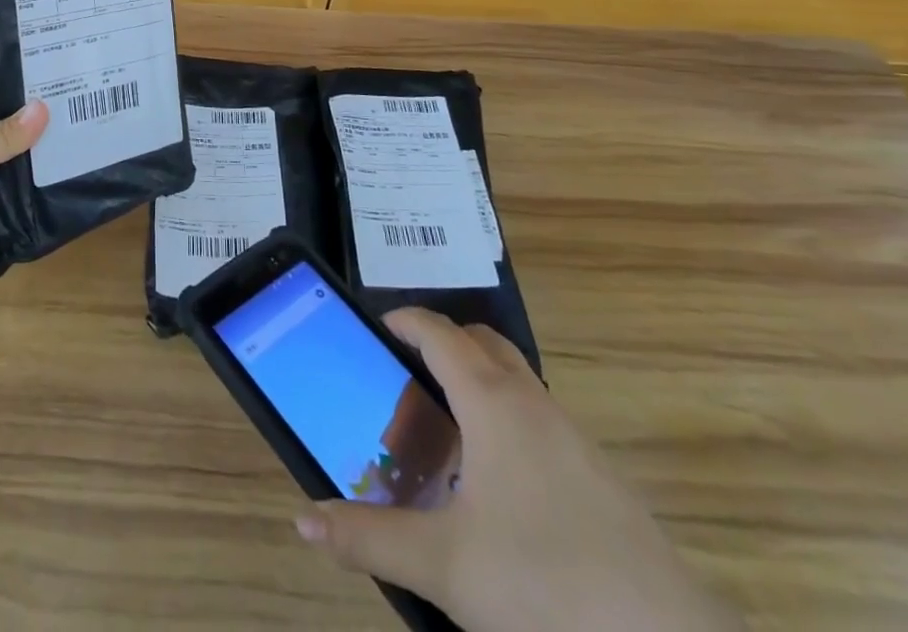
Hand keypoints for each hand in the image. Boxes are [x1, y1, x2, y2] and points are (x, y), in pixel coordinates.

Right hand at [295, 310, 740, 631]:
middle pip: (484, 344)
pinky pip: (541, 422)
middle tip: (407, 373)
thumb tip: (305, 518)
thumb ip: (370, 539)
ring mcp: (575, 440)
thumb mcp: (444, 567)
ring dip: (479, 383)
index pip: (440, 334)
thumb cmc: (544, 586)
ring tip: (446, 431)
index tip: (378, 326)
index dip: (406, 321)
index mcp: (493, 404)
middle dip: (444, 343)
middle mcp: (534, 405)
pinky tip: (500, 488)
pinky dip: (509, 422)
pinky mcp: (602, 479)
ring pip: (518, 383)